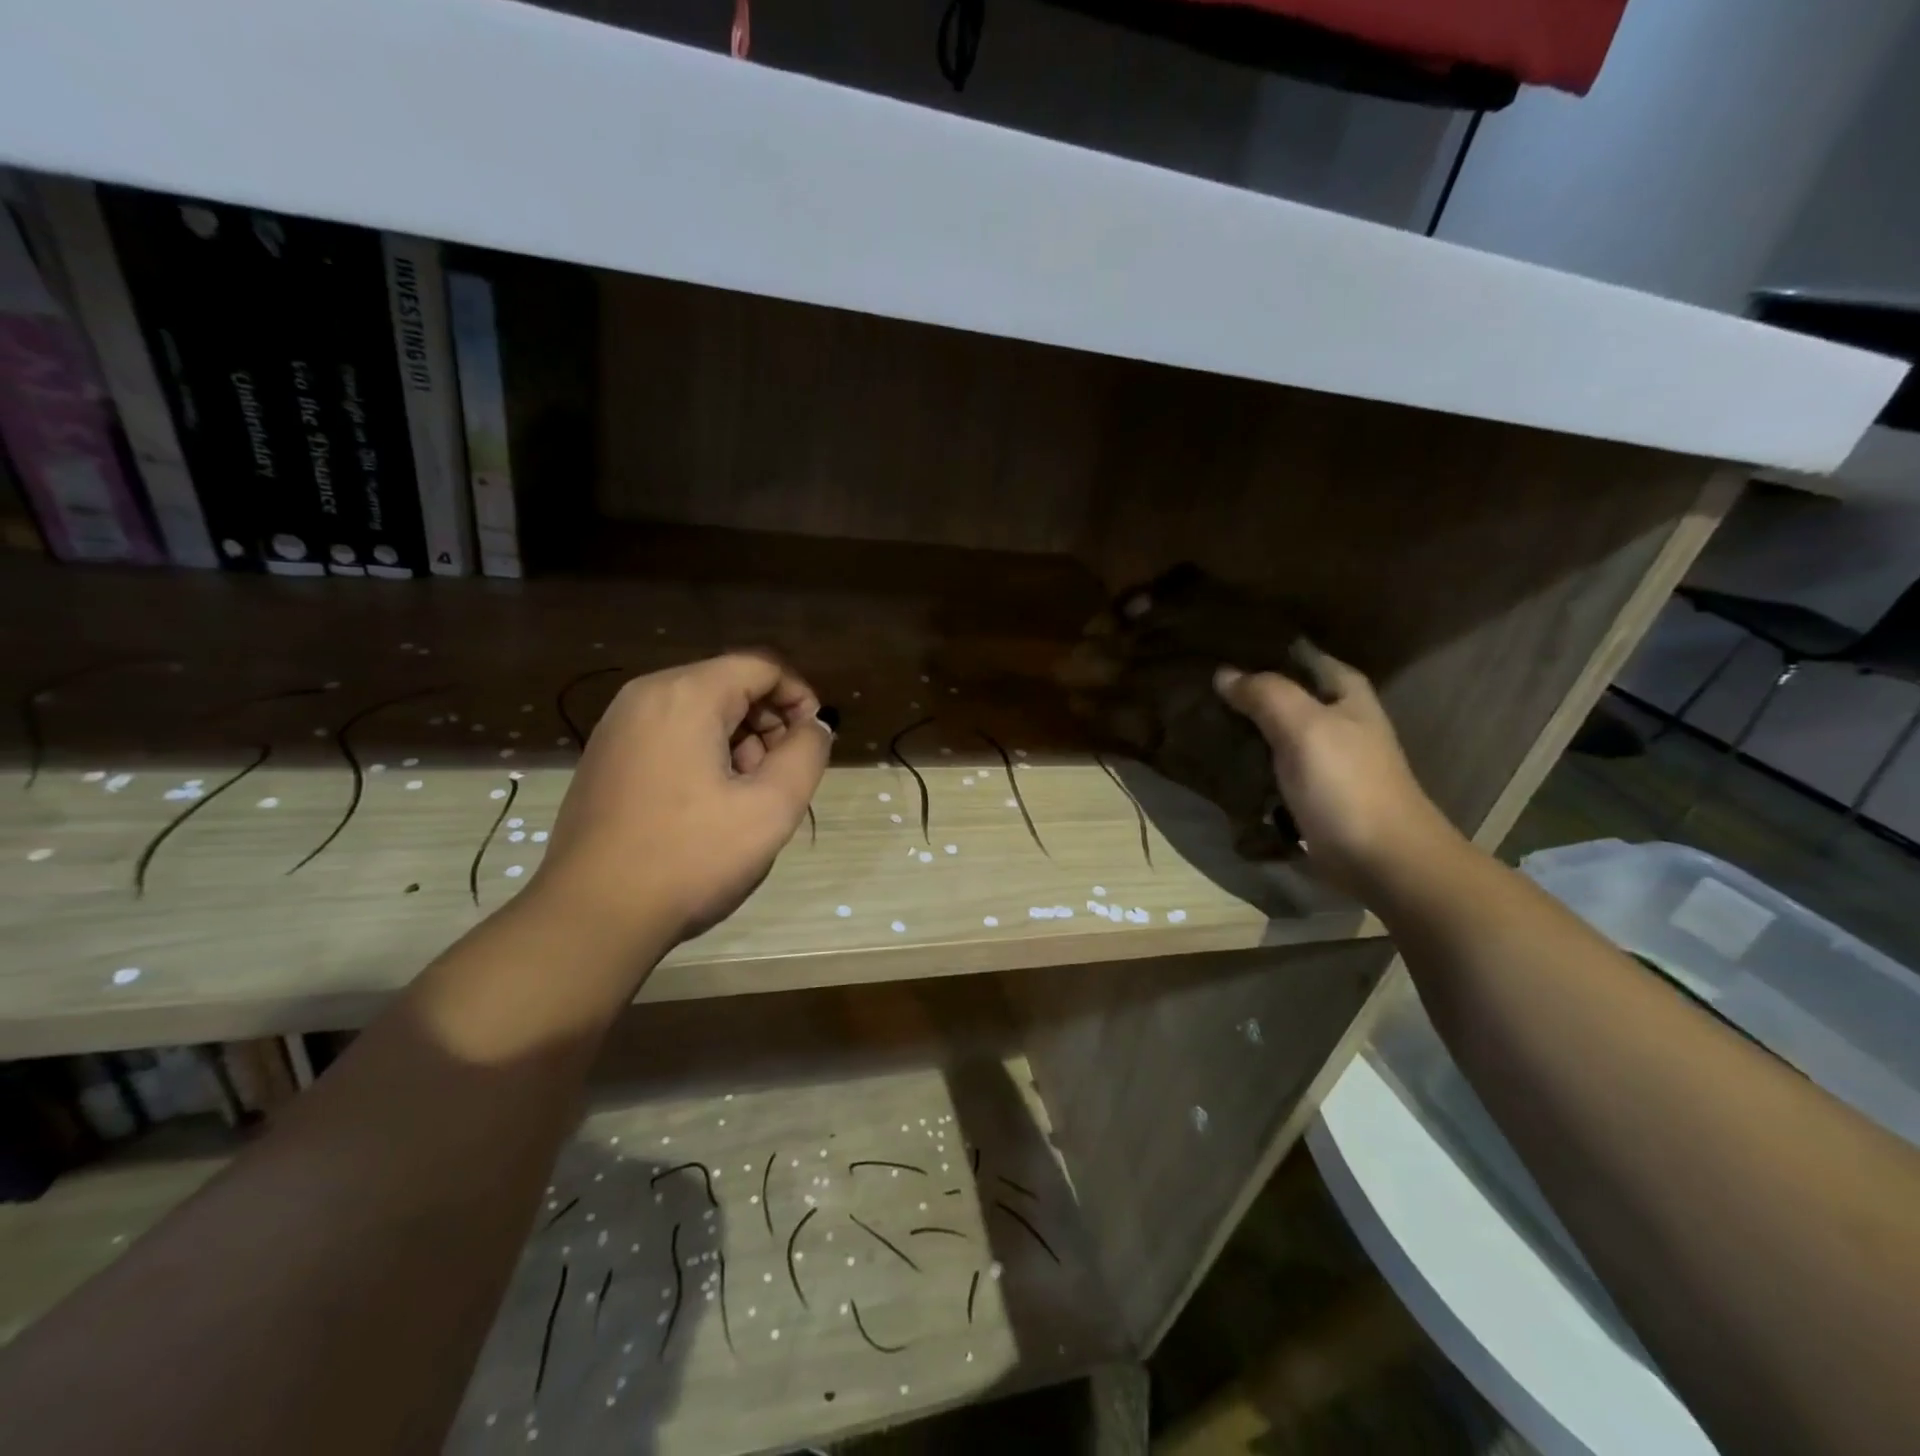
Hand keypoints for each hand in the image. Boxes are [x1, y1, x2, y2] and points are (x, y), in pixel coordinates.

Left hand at [534, 651, 830, 945]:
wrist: (591, 917)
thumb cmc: (689, 857)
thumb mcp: (771, 807)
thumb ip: (807, 754)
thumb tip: (814, 726)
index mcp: (685, 695)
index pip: (761, 666)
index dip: (800, 697)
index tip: (814, 742)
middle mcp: (645, 696)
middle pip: (730, 684)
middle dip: (769, 723)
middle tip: (781, 776)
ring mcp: (618, 727)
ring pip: (701, 711)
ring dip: (739, 742)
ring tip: (747, 798)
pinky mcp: (606, 758)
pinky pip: (671, 735)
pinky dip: (704, 755)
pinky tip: (709, 806)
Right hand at [1214, 649, 1460, 890]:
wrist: (1382, 860)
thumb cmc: (1347, 784)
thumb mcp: (1305, 727)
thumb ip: (1265, 694)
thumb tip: (1224, 674)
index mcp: (1344, 691)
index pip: (1296, 654)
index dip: (1259, 650)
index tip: (1214, 649)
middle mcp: (1335, 717)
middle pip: (1281, 693)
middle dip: (1243, 690)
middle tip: (1195, 686)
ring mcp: (1322, 756)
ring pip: (1272, 730)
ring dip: (1241, 727)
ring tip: (1196, 718)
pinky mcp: (1308, 790)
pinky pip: (1269, 765)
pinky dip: (1247, 761)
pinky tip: (1215, 757)